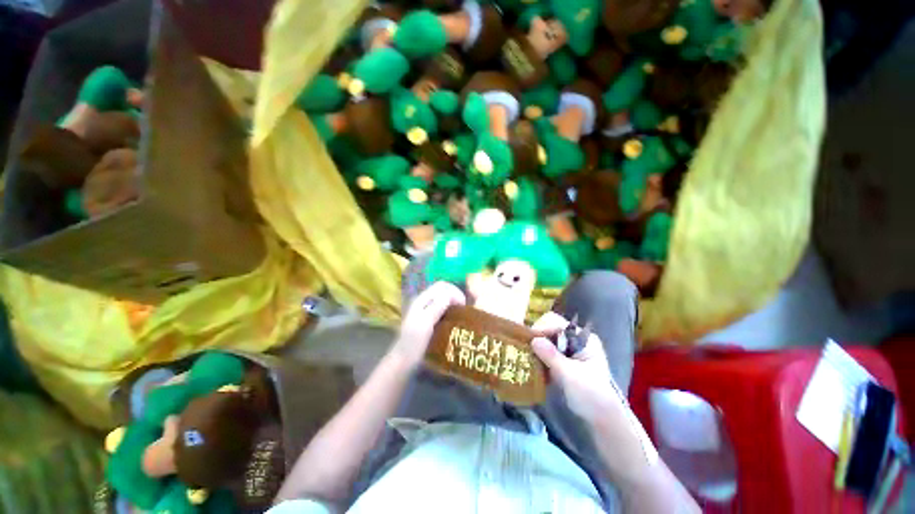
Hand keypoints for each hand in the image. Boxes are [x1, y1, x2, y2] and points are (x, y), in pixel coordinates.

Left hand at [393, 281, 465, 367]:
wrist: (403, 361)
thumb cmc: (413, 343)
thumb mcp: (425, 323)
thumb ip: (437, 306)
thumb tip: (451, 294)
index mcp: (422, 299)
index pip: (442, 286)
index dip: (454, 291)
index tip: (463, 305)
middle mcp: (423, 301)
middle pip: (443, 290)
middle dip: (455, 295)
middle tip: (464, 309)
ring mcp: (425, 310)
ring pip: (443, 298)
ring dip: (453, 302)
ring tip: (461, 313)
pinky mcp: (427, 319)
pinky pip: (441, 308)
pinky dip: (450, 309)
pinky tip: (453, 319)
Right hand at [530, 312, 626, 423]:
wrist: (602, 420)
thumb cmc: (591, 395)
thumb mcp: (570, 375)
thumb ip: (551, 356)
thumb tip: (533, 340)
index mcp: (583, 338)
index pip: (556, 322)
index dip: (542, 328)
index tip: (530, 341)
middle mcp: (575, 340)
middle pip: (549, 329)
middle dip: (537, 338)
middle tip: (526, 349)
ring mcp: (569, 350)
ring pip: (546, 340)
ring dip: (536, 348)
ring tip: (526, 357)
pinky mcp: (563, 361)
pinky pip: (546, 352)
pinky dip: (539, 357)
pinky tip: (533, 365)